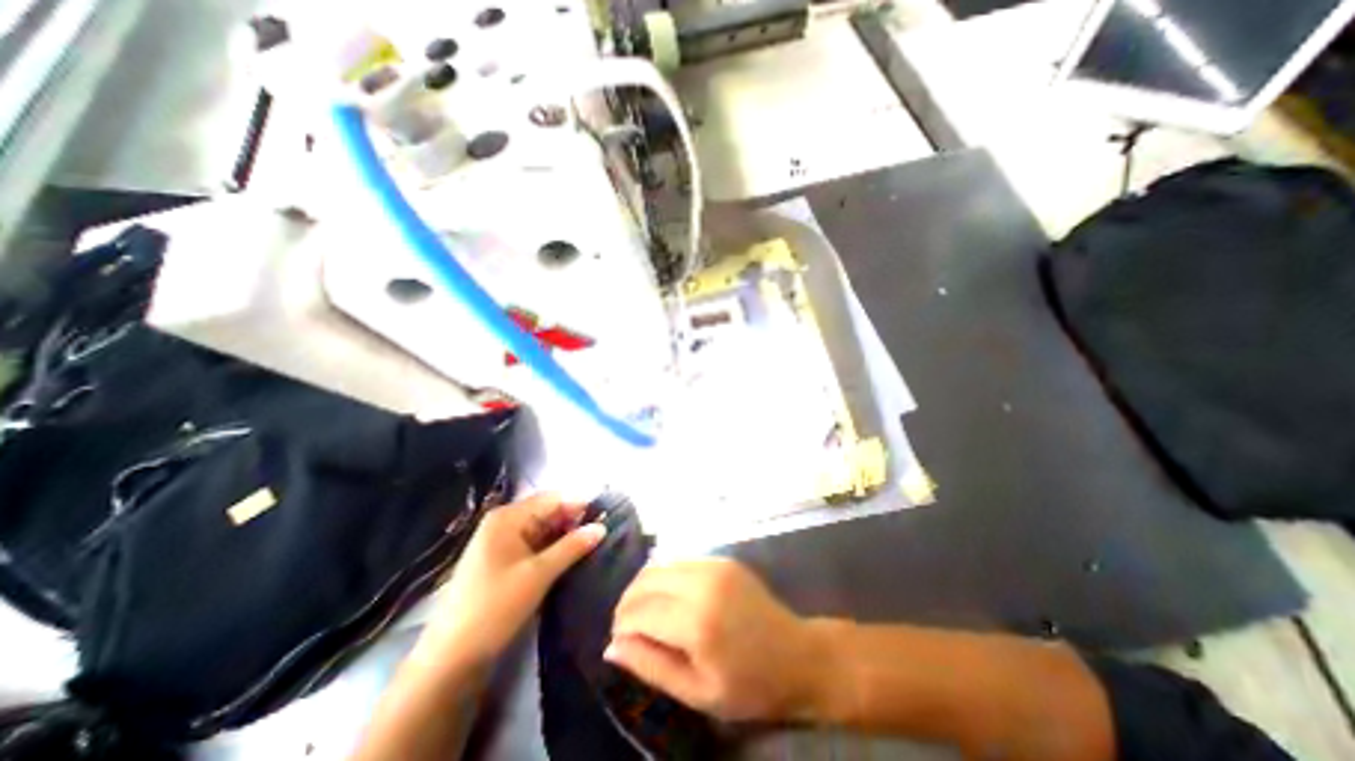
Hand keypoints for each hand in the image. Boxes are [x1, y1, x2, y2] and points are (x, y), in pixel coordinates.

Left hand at [413, 492, 602, 666]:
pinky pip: (533, 546)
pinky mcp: (501, 562)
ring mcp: (500, 543)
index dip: (578, 505)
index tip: (606, 514)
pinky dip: (552, 549)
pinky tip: (570, 557)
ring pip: (541, 530)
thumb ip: (572, 547)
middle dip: (573, 520)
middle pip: (546, 512)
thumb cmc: (495, 607)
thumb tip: (601, 527)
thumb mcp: (539, 574)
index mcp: (507, 518)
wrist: (450, 659)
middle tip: (602, 532)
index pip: (551, 499)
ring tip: (592, 544)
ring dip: (564, 536)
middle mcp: (503, 523)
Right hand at [604, 559, 824, 725]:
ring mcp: (714, 564)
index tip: (617, 640)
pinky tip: (667, 597)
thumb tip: (612, 647)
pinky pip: (679, 561)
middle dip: (627, 601)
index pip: (639, 610)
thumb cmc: (749, 686)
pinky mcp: (721, 558)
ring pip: (659, 564)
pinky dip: (664, 577)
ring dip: (643, 586)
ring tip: (643, 612)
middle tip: (626, 626)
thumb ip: (651, 666)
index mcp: (697, 622)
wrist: (797, 654)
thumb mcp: (697, 693)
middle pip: (645, 580)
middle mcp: (702, 583)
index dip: (621, 624)